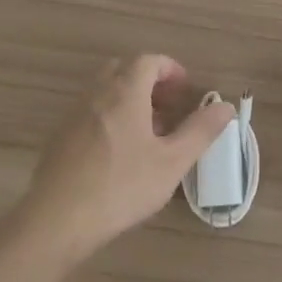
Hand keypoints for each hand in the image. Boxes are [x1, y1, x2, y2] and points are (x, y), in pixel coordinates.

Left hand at [12, 54, 234, 266]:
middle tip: (167, 108)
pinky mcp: (59, 138)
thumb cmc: (121, 187)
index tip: (185, 89)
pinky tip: (118, 154)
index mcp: (125, 92)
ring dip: (128, 101)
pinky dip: (109, 118)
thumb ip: (200, 131)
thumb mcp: (172, 162)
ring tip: (147, 135)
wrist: (56, 221)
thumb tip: (225, 107)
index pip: (148, 61)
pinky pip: (89, 113)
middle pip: (123, 70)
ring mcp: (73, 115)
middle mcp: (96, 94)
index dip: (170, 69)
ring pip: (104, 92)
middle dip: (148, 82)